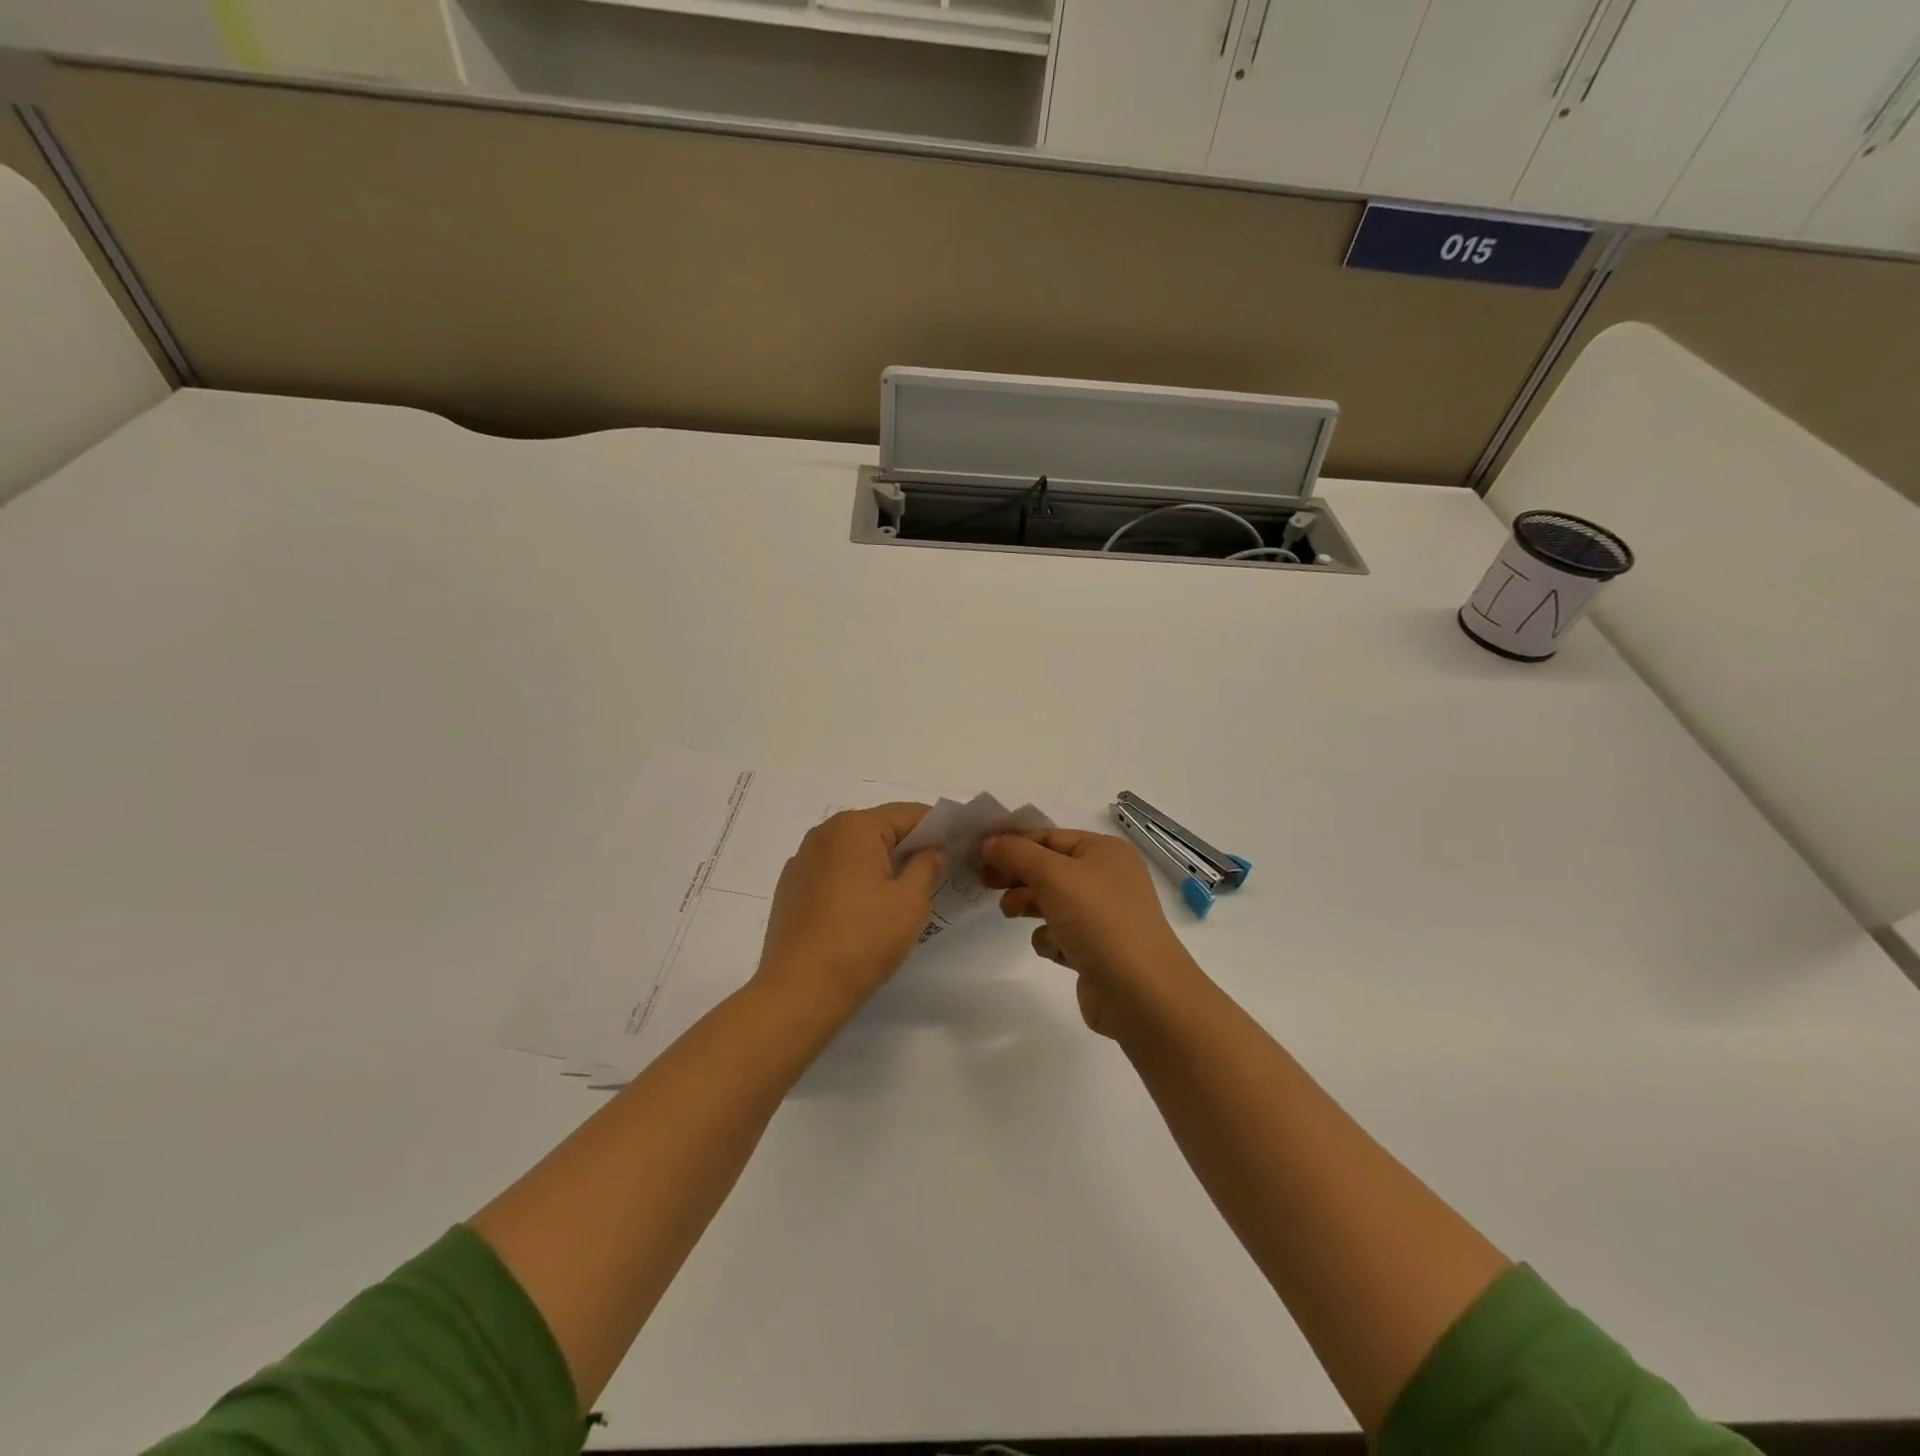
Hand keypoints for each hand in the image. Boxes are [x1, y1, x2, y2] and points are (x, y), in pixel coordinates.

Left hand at [754, 803, 944, 1019]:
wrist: (799, 990)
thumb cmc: (863, 940)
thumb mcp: (910, 903)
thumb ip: (926, 867)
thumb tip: (931, 851)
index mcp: (855, 828)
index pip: (907, 813)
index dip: (937, 827)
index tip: (957, 846)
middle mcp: (824, 833)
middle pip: (878, 828)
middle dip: (908, 845)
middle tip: (935, 872)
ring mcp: (802, 860)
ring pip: (853, 850)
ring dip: (879, 863)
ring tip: (900, 894)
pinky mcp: (790, 887)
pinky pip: (832, 870)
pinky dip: (853, 879)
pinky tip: (862, 910)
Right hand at [980, 829, 1207, 1037]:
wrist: (1141, 993)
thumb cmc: (1098, 920)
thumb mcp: (1052, 875)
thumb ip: (1016, 853)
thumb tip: (990, 843)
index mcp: (1105, 851)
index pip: (1049, 836)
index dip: (1013, 842)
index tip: (977, 855)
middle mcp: (1108, 879)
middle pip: (1049, 869)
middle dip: (1017, 875)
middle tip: (985, 884)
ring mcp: (1105, 917)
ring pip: (1053, 902)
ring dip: (1029, 905)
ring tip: (1010, 914)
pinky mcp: (1098, 951)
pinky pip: (1062, 935)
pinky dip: (1051, 939)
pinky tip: (1054, 948)